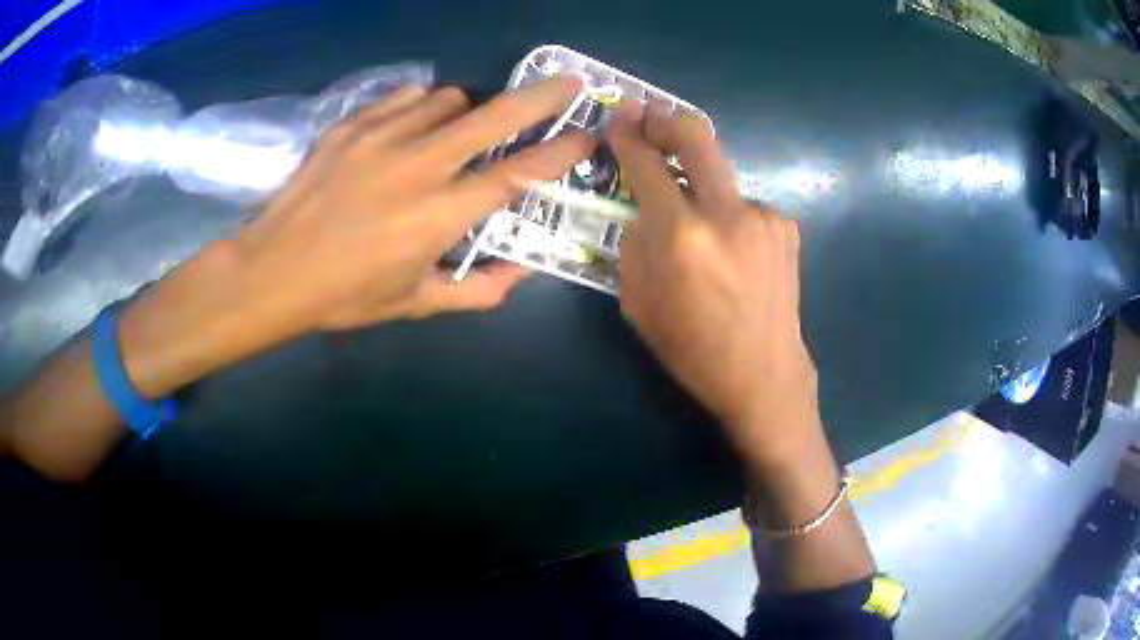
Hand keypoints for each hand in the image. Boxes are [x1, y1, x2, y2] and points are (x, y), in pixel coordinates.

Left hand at [229, 76, 593, 333]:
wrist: (273, 270)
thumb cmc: (346, 294)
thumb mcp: (416, 304)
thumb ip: (478, 290)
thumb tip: (521, 272)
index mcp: (440, 215)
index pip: (518, 174)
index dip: (561, 152)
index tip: (588, 135)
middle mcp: (420, 165)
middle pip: (496, 116)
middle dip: (543, 96)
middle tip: (570, 83)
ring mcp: (383, 136)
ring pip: (451, 98)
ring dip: (467, 112)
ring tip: (455, 133)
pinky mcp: (353, 123)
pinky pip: (407, 95)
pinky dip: (422, 106)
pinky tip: (410, 127)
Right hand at [610, 102, 818, 461]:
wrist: (764, 375)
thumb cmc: (693, 350)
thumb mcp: (637, 303)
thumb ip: (635, 243)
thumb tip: (644, 208)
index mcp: (681, 236)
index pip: (647, 163)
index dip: (628, 135)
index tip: (619, 118)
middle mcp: (726, 212)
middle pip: (696, 135)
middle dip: (666, 119)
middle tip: (649, 118)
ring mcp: (763, 214)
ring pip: (720, 174)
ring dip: (698, 182)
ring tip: (695, 222)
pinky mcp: (785, 225)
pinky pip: (742, 204)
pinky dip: (726, 214)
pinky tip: (730, 249)